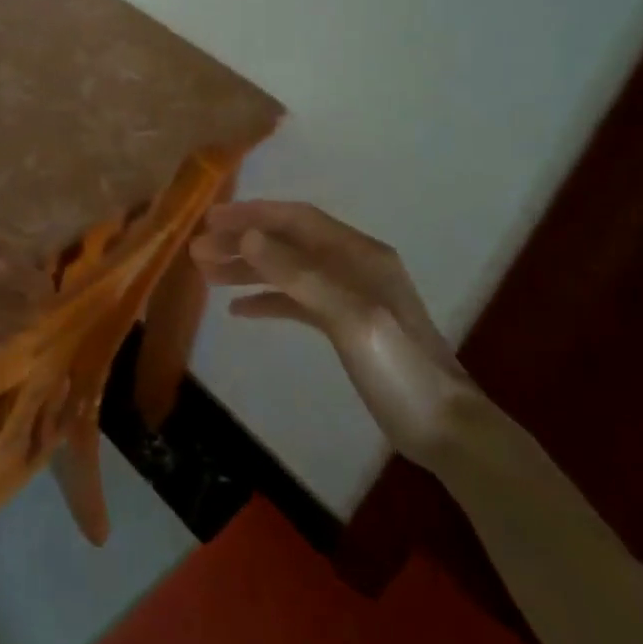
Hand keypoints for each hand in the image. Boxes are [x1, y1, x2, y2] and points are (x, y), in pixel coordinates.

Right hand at [189, 200, 472, 462]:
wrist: (445, 428)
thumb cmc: (400, 369)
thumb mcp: (350, 317)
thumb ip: (300, 275)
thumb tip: (249, 237)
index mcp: (358, 254)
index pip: (297, 219)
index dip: (253, 215)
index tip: (211, 219)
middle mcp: (352, 265)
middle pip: (287, 242)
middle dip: (242, 242)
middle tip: (197, 251)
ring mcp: (348, 295)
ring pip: (287, 271)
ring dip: (248, 269)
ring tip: (206, 274)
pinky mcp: (343, 325)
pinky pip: (296, 301)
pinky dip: (266, 300)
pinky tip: (238, 311)